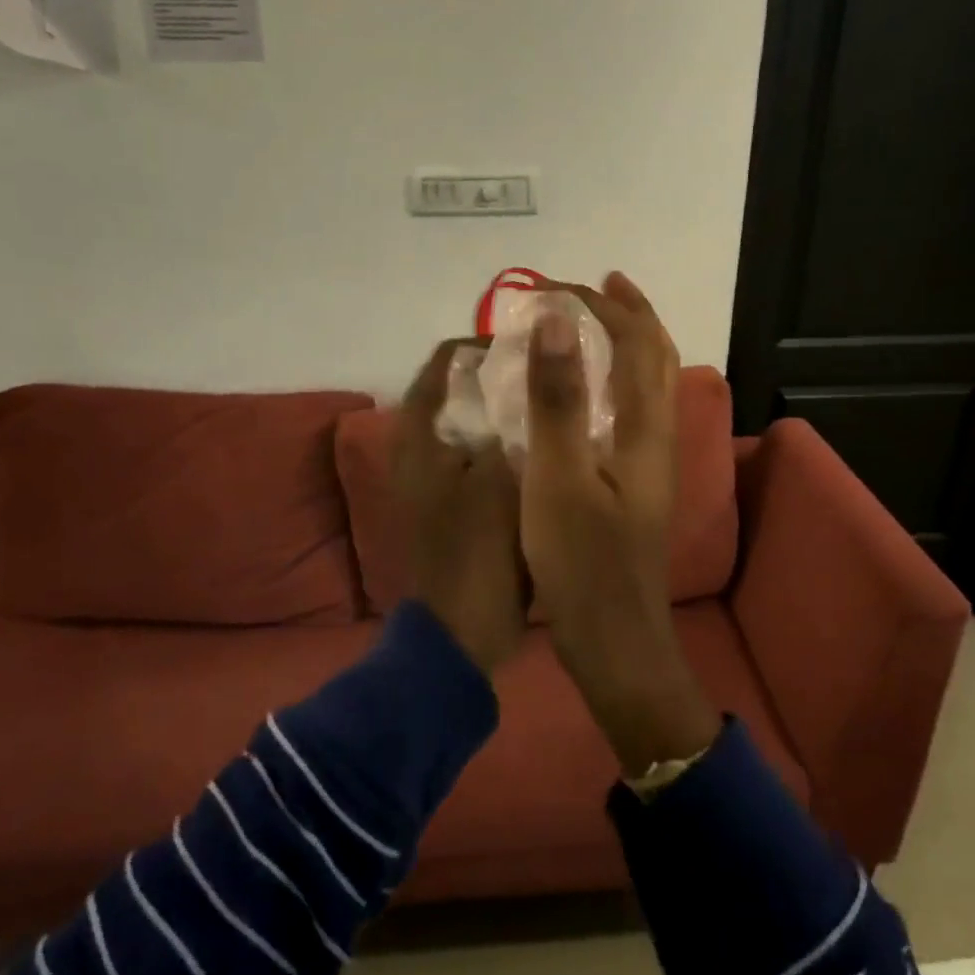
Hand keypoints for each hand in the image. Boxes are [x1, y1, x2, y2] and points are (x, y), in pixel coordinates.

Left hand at [393, 339, 528, 675]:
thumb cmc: (477, 551)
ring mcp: (437, 474)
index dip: (487, 344)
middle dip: (503, 375)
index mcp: (420, 434)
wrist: (463, 629)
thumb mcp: (501, 479)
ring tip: (554, 398)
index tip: (532, 346)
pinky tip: (548, 440)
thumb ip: (515, 423)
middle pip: (460, 388)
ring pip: (475, 420)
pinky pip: (483, 451)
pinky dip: (509, 440)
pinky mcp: (456, 498)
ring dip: (508, 408)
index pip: (445, 361)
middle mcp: (420, 445)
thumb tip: (533, 377)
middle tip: (550, 370)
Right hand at [520, 274, 719, 773]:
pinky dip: (613, 380)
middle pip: (657, 358)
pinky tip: (585, 394)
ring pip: (649, 385)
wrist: (615, 642)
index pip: (637, 342)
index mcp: (645, 428)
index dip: (604, 305)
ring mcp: (650, 464)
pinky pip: (631, 411)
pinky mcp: (634, 486)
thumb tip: (556, 318)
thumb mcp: (558, 476)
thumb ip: (558, 398)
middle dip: (629, 314)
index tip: (557, 285)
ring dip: (626, 344)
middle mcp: (658, 438)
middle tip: (596, 286)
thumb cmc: (582, 562)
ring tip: (592, 325)